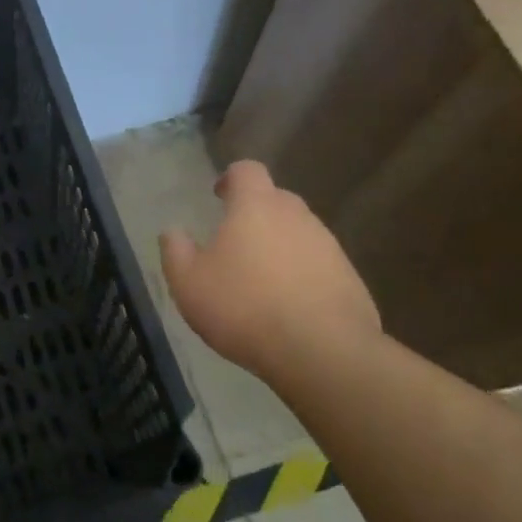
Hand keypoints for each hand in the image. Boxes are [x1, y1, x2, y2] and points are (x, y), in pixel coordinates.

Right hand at [160, 160, 380, 385]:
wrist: (322, 352)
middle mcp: (296, 216)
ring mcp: (328, 245)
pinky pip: (318, 264)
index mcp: (256, 206)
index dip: (231, 178)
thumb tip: (172, 231)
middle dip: (255, 214)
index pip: (247, 170)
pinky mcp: (349, 277)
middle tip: (235, 243)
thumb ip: (175, 251)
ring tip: (261, 280)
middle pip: (275, 199)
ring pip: (299, 232)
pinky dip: (302, 274)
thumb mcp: (189, 283)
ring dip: (279, 246)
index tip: (219, 196)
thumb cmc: (245, 308)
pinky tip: (289, 306)